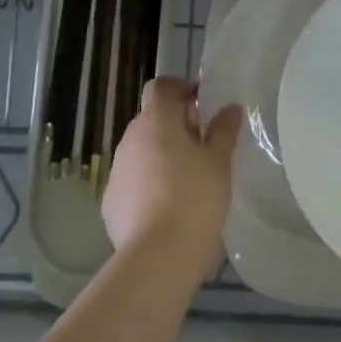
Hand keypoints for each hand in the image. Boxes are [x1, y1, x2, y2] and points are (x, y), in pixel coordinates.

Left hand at [101, 77, 241, 270]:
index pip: (161, 87)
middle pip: (151, 118)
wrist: (158, 255)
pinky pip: (133, 179)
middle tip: (202, 143)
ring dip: (160, 154)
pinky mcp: (110, 201)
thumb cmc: (195, 197)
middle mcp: (130, 139)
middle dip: (174, 124)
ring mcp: (117, 170)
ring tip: (187, 177)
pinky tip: (168, 205)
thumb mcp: (219, 161)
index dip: (180, 88)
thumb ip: (223, 130)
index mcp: (156, 121)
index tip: (201, 103)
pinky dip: (148, 183)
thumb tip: (229, 108)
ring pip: (141, 150)